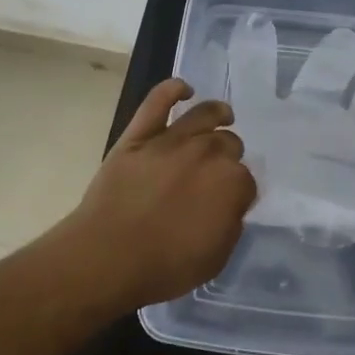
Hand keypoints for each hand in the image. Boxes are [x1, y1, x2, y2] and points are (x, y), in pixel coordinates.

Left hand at [65, 77, 256, 310]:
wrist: (107, 256)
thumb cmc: (164, 266)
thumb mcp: (215, 258)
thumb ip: (231, 224)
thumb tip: (230, 205)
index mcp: (232, 183)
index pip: (247, 180)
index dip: (239, 192)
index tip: (230, 203)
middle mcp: (208, 153)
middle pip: (229, 143)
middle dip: (229, 156)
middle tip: (217, 172)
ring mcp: (172, 139)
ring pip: (205, 114)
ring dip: (218, 114)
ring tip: (222, 115)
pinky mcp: (140, 134)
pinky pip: (158, 101)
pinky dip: (172, 89)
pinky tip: (183, 89)